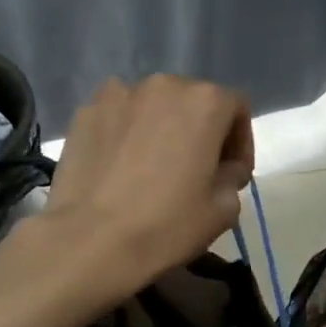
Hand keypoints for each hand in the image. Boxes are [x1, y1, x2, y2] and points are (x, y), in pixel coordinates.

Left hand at [40, 75, 253, 301]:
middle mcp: (163, 85)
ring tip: (153, 167)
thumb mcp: (223, 210)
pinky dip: (126, 135)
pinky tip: (120, 168)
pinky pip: (117, 118)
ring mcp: (117, 95)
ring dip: (160, 129)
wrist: (90, 241)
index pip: (236, 108)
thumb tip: (222, 170)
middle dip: (199, 132)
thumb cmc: (166, 225)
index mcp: (204, 102)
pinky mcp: (84, 113)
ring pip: (152, 107)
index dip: (240, 142)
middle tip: (195, 171)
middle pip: (191, 101)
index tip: (233, 174)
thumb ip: (232, 177)